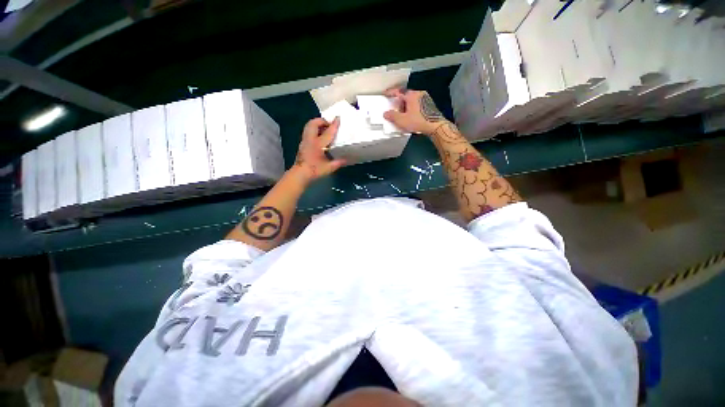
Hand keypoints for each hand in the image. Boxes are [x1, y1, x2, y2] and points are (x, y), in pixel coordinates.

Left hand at [293, 117, 345, 182]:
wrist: (300, 174)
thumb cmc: (314, 171)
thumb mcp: (329, 168)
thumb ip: (338, 162)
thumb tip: (346, 159)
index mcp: (318, 144)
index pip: (328, 132)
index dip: (334, 125)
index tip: (338, 118)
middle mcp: (310, 139)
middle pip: (314, 123)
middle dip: (322, 121)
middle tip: (329, 124)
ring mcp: (305, 141)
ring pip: (309, 126)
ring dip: (317, 124)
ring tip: (325, 129)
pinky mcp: (302, 144)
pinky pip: (308, 131)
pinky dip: (314, 130)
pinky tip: (319, 137)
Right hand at [383, 88, 448, 134]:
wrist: (435, 126)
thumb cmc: (418, 121)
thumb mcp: (402, 120)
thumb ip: (393, 116)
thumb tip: (386, 113)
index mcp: (411, 95)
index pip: (398, 91)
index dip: (391, 93)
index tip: (386, 94)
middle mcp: (419, 94)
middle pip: (406, 95)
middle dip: (399, 102)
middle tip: (394, 109)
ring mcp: (426, 98)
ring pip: (412, 100)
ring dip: (406, 106)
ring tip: (403, 115)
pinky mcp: (430, 105)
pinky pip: (418, 104)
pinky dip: (412, 108)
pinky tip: (411, 116)